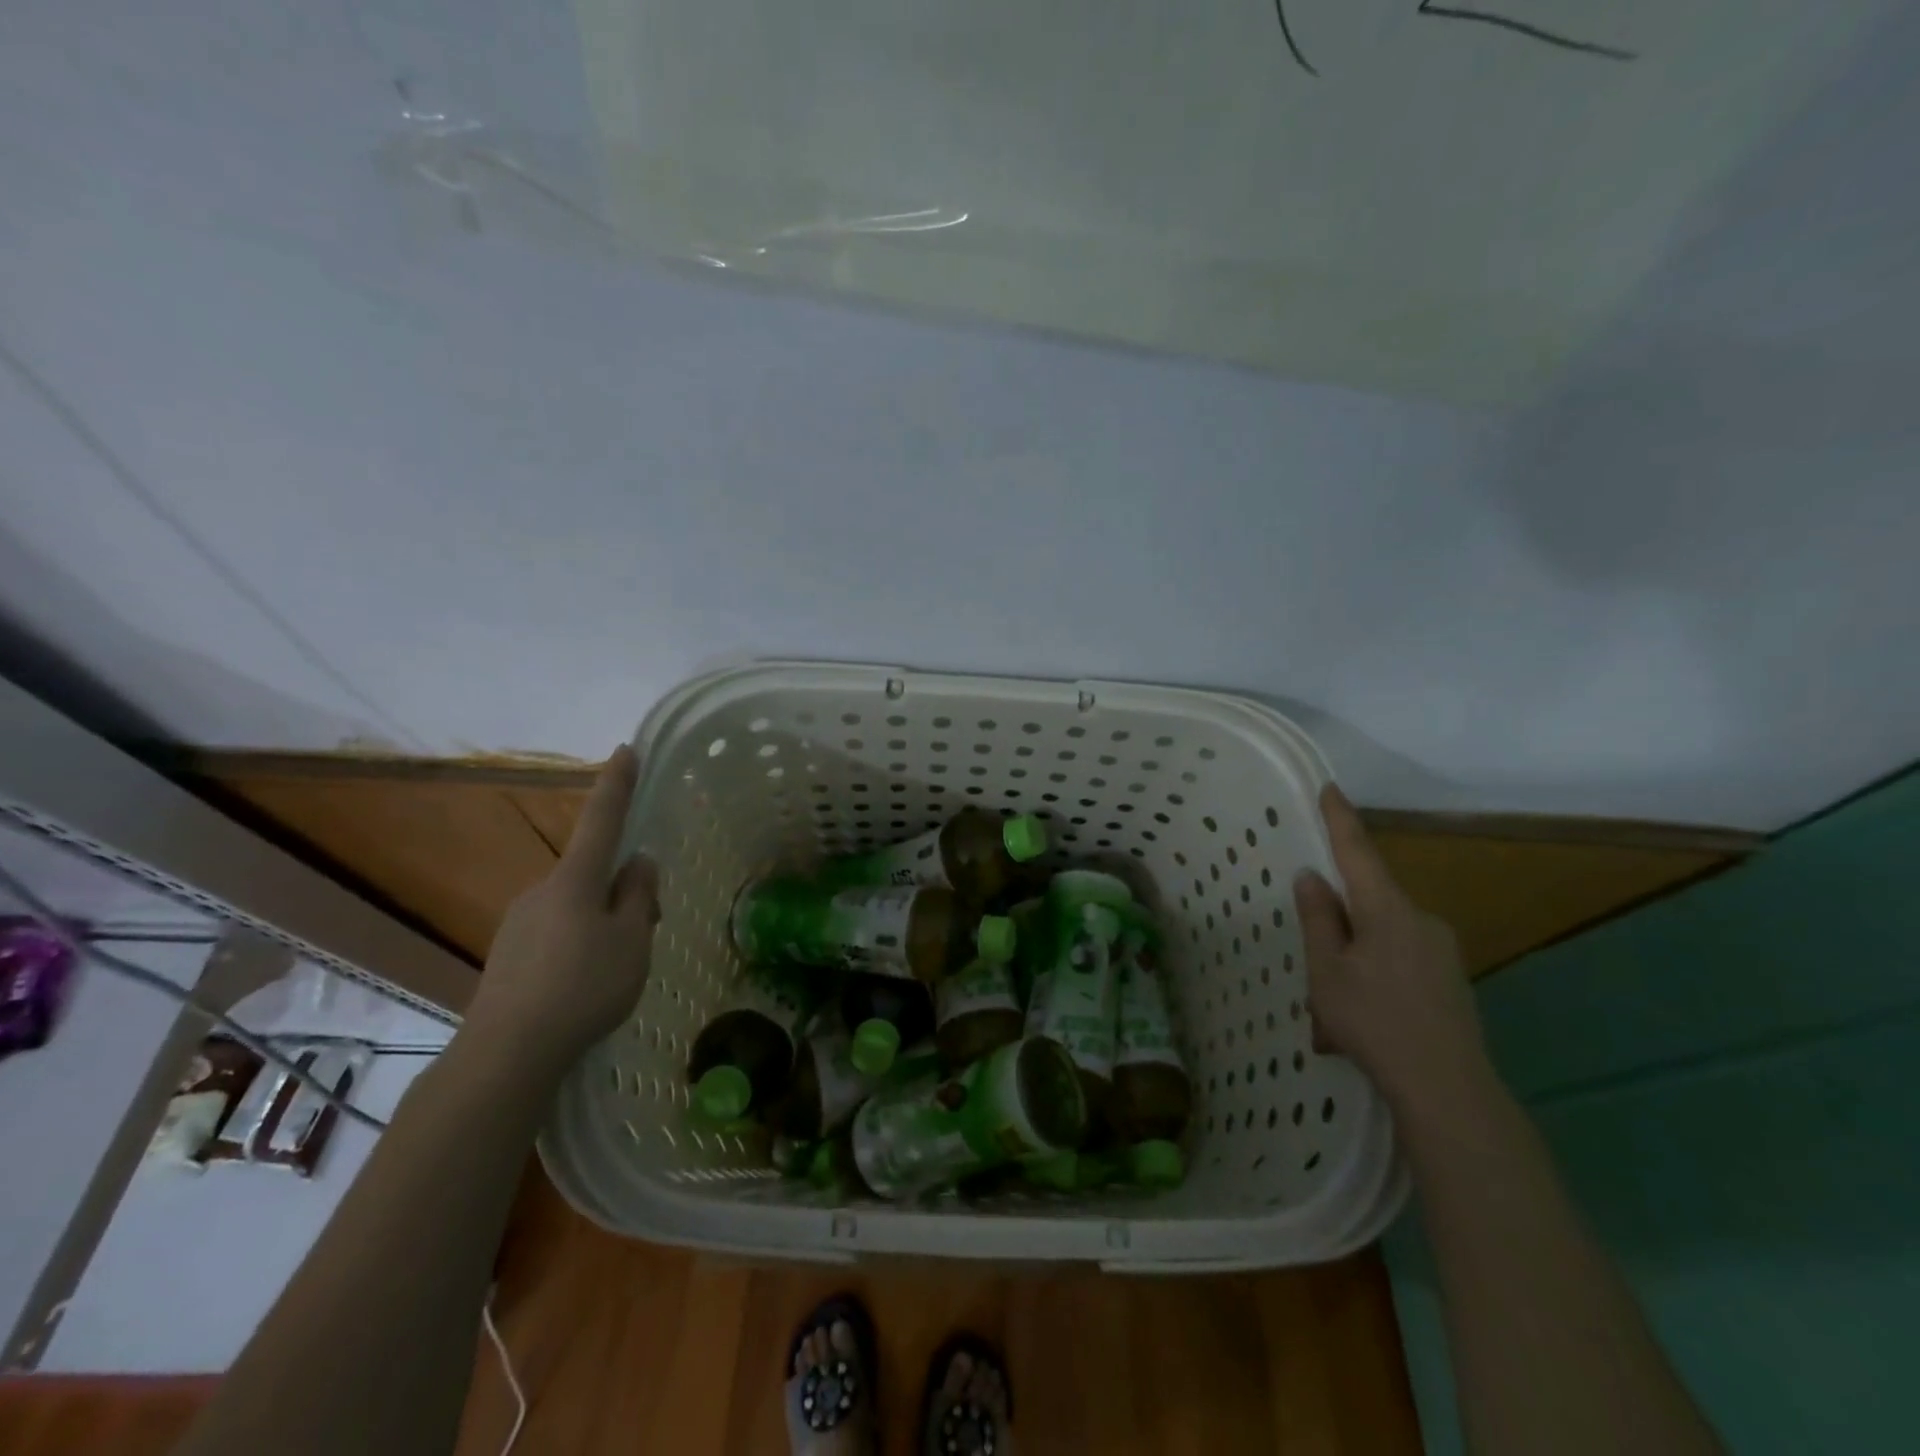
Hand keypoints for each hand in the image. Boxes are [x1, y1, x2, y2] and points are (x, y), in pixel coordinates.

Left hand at [464, 745, 659, 1071]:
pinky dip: (579, 942)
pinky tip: (586, 982)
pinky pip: (556, 932)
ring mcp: (520, 923)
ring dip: (603, 919)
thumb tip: (638, 863)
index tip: (626, 749)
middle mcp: (542, 891)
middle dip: (622, 887)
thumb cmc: (583, 987)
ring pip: (575, 905)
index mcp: (576, 880)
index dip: (617, 784)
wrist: (506, 1053)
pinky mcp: (509, 955)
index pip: (602, 819)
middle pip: (593, 873)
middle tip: (649, 926)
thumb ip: (640, 896)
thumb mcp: (632, 940)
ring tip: (619, 965)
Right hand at [1294, 784, 1493, 1121]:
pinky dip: (1374, 982)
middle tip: (1314, 974)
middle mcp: (1421, 920)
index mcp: (1388, 910)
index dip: (1340, 820)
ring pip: (1381, 941)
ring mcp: (1441, 951)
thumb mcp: (1327, 970)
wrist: (1450, 1090)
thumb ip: (1318, 919)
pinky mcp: (1451, 981)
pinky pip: (1400, 964)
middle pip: (1368, 905)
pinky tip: (1362, 1025)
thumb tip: (1312, 876)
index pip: (1358, 852)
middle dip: (1337, 930)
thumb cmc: (1375, 1022)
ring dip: (1353, 965)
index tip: (1329, 788)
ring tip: (1332, 1020)